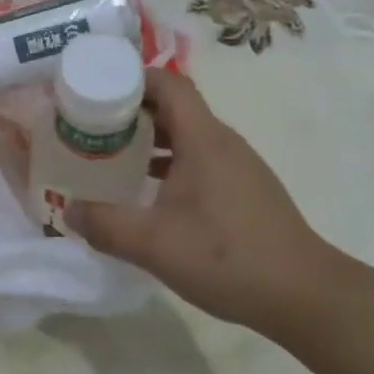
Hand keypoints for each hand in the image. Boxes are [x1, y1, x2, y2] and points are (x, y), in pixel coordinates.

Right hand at [67, 68, 342, 332]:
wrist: (306, 296)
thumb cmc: (228, 258)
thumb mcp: (155, 244)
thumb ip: (106, 225)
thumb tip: (68, 211)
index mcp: (203, 138)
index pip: (168, 82)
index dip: (131, 78)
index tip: (96, 89)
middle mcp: (221, 141)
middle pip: (174, 105)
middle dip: (132, 109)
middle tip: (93, 125)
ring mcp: (237, 165)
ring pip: (187, 134)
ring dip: (150, 137)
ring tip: (113, 155)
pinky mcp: (244, 189)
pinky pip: (199, 157)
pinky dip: (170, 161)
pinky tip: (151, 192)